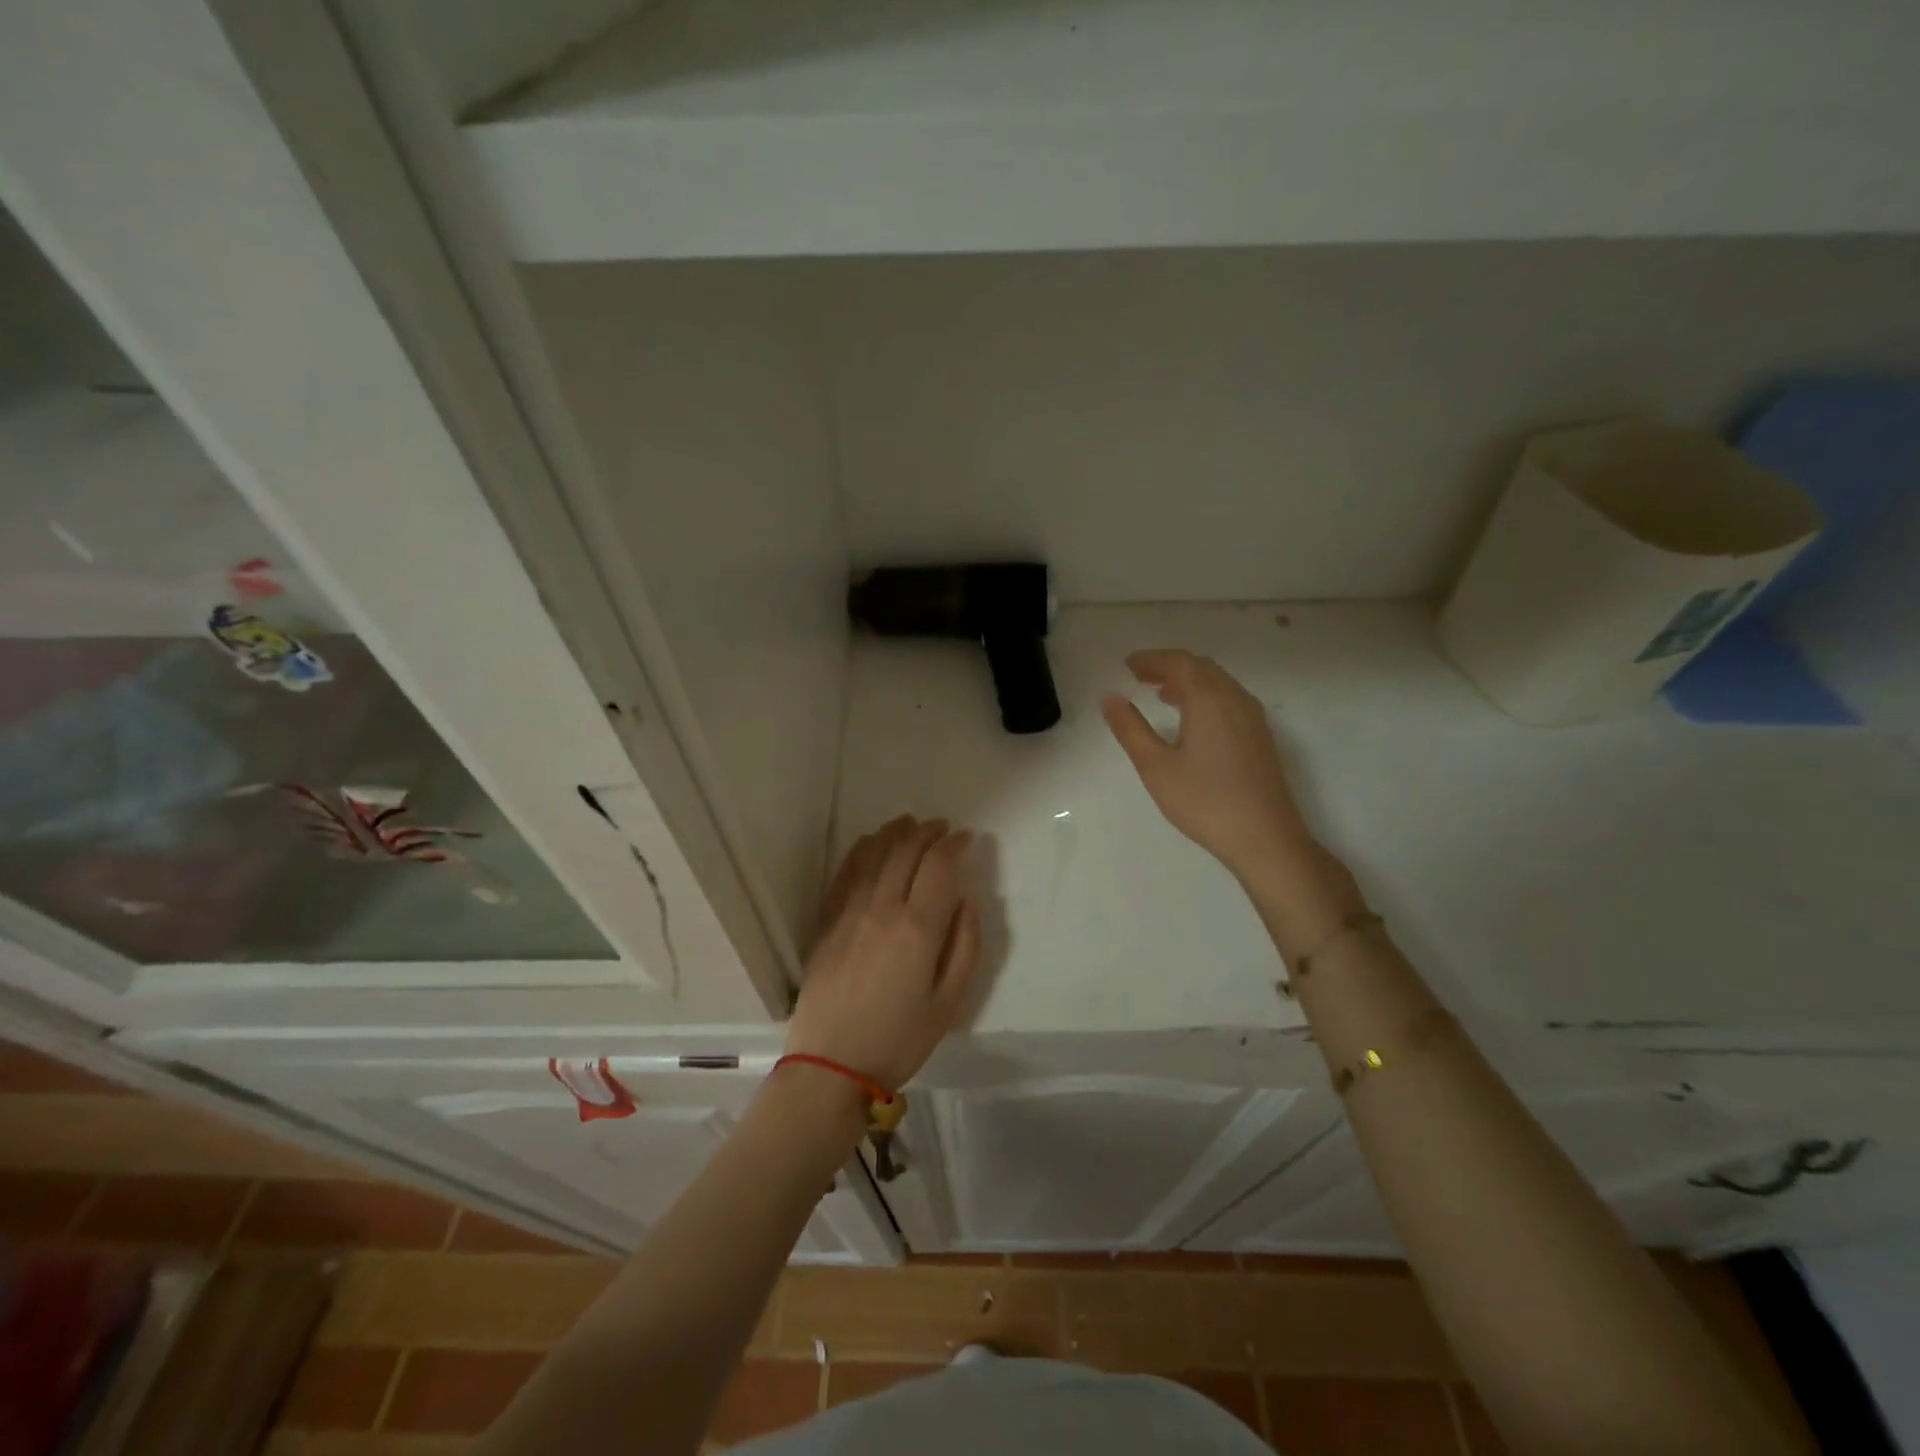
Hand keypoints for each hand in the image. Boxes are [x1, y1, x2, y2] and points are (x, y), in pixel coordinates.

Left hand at [785, 816, 980, 1091]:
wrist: (830, 1065)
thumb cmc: (898, 1039)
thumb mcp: (949, 1003)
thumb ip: (964, 947)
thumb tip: (965, 902)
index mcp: (918, 928)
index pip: (938, 866)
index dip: (954, 845)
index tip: (966, 838)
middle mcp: (883, 908)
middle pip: (905, 852)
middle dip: (927, 832)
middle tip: (942, 827)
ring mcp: (849, 912)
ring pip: (874, 855)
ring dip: (895, 833)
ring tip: (910, 823)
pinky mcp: (826, 922)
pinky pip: (845, 873)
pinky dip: (861, 850)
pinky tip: (870, 843)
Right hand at [1101, 649, 1317, 878]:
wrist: (1265, 837)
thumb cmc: (1204, 801)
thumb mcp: (1156, 766)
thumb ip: (1131, 729)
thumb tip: (1111, 698)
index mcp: (1208, 699)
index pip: (1178, 663)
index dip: (1151, 659)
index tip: (1128, 664)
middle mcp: (1234, 698)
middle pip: (1200, 667)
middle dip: (1169, 666)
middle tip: (1140, 676)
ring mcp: (1252, 717)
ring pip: (1218, 682)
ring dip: (1189, 680)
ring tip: (1161, 694)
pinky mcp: (1260, 736)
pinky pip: (1229, 698)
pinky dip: (1206, 695)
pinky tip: (1193, 719)